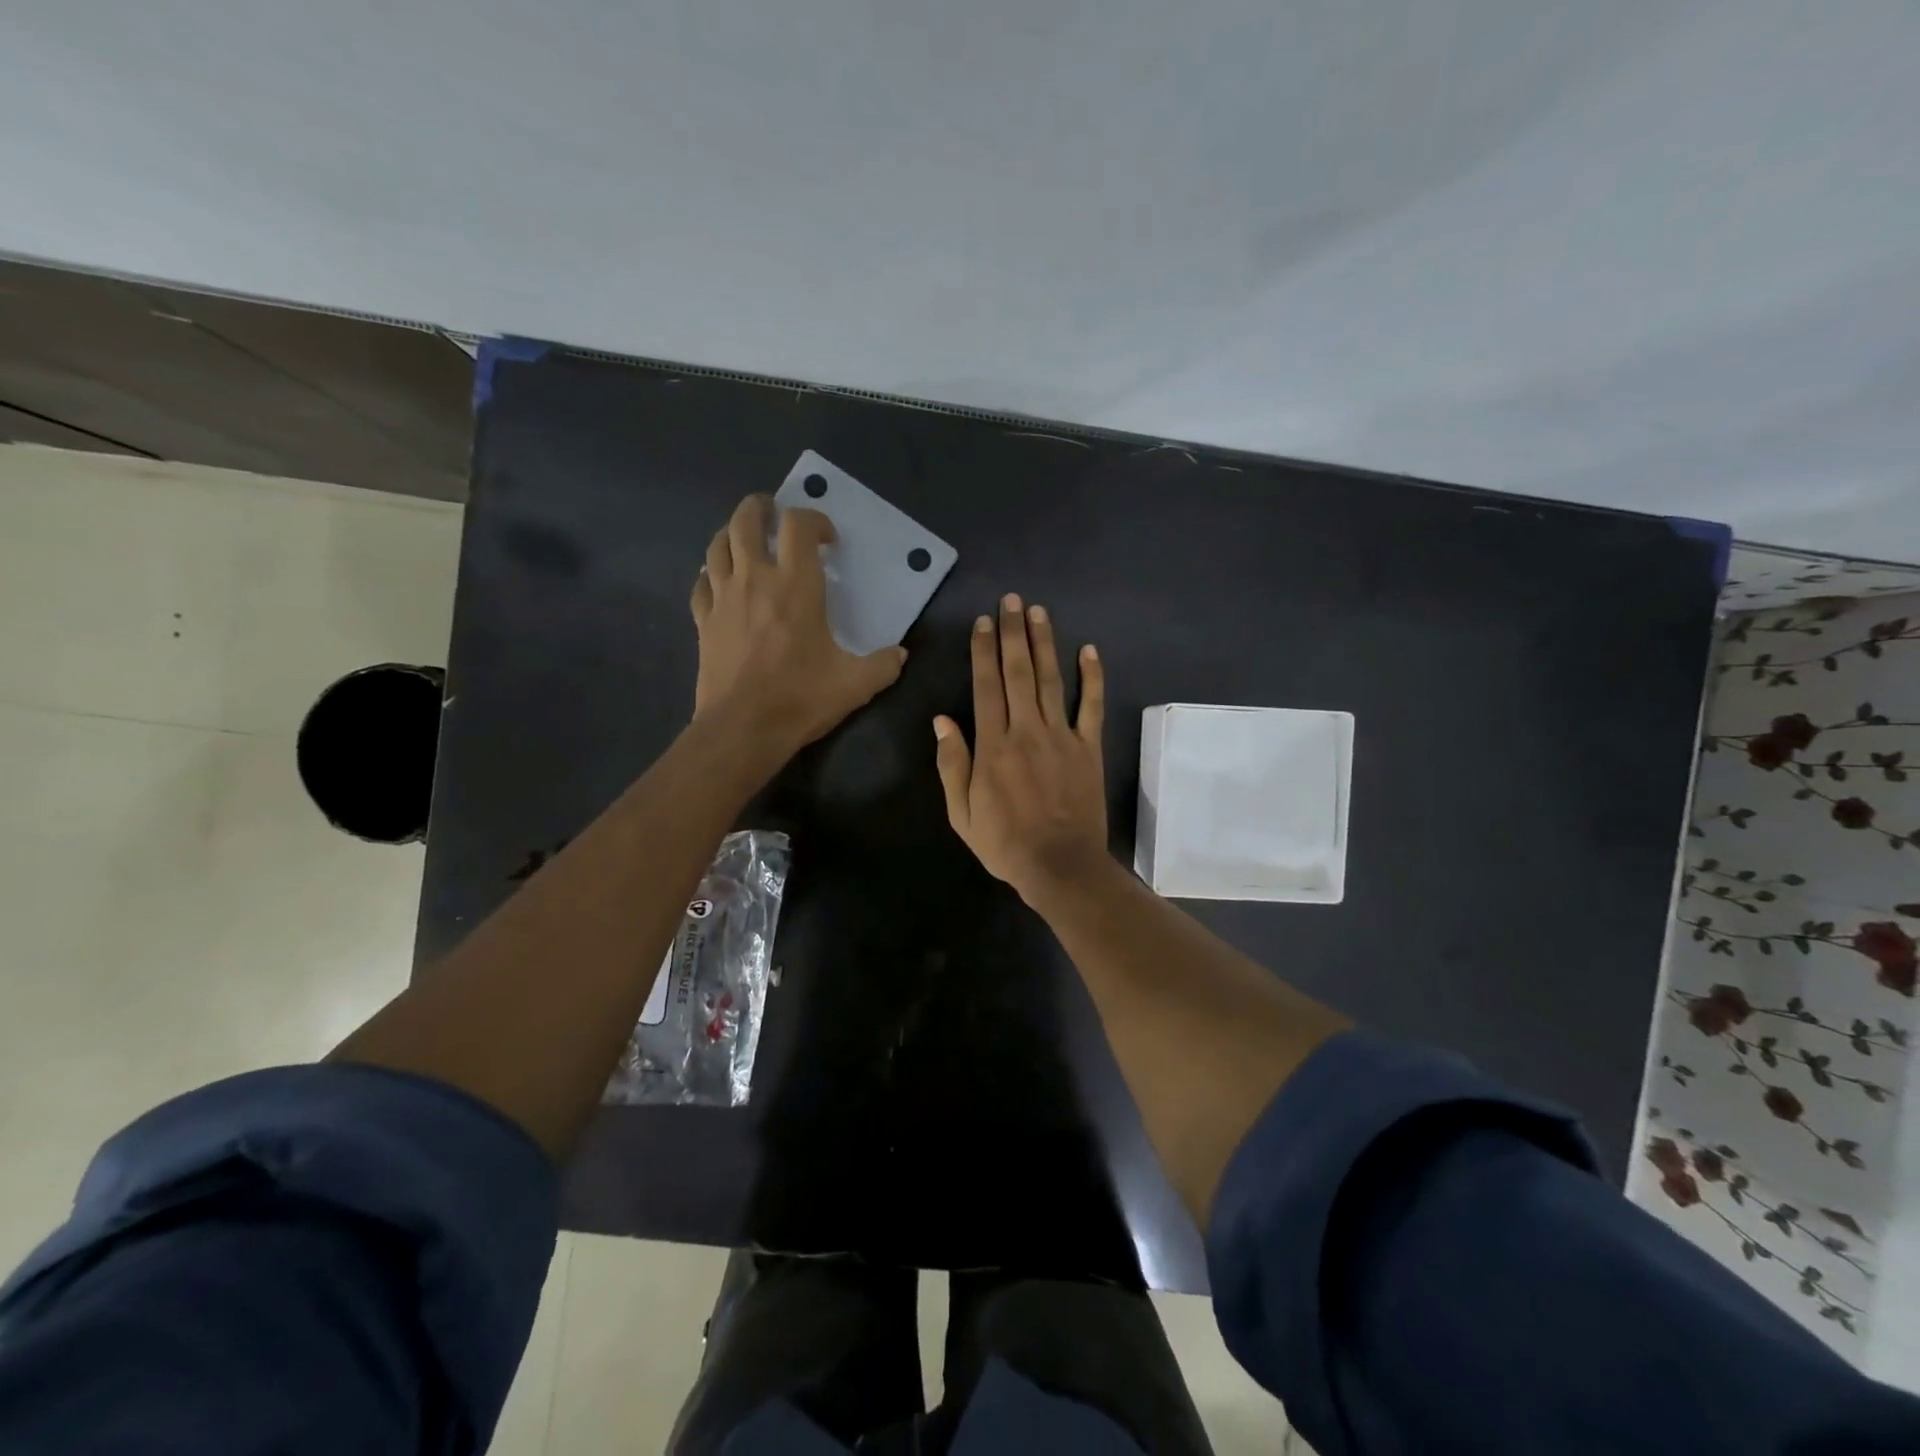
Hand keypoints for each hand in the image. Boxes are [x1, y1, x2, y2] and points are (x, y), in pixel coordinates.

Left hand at [691, 495, 906, 753]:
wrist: (743, 728)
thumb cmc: (801, 698)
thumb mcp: (856, 684)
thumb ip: (883, 665)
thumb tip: (900, 654)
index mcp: (796, 585)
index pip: (798, 526)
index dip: (814, 520)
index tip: (827, 539)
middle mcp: (755, 579)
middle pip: (747, 521)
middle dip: (761, 508)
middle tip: (774, 513)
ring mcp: (723, 598)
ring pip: (718, 546)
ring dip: (732, 533)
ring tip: (746, 539)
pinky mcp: (704, 621)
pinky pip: (701, 583)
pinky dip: (711, 574)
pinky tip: (720, 581)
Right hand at [934, 594, 1108, 903]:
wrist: (1060, 865)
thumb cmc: (1005, 843)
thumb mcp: (961, 813)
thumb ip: (952, 764)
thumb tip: (942, 720)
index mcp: (993, 745)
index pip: (986, 685)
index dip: (983, 650)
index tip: (984, 621)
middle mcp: (1026, 730)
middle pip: (1018, 672)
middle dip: (1013, 633)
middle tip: (1012, 600)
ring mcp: (1062, 736)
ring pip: (1052, 680)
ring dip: (1045, 643)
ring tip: (1039, 612)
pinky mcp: (1089, 748)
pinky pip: (1092, 706)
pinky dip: (1092, 677)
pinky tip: (1089, 650)